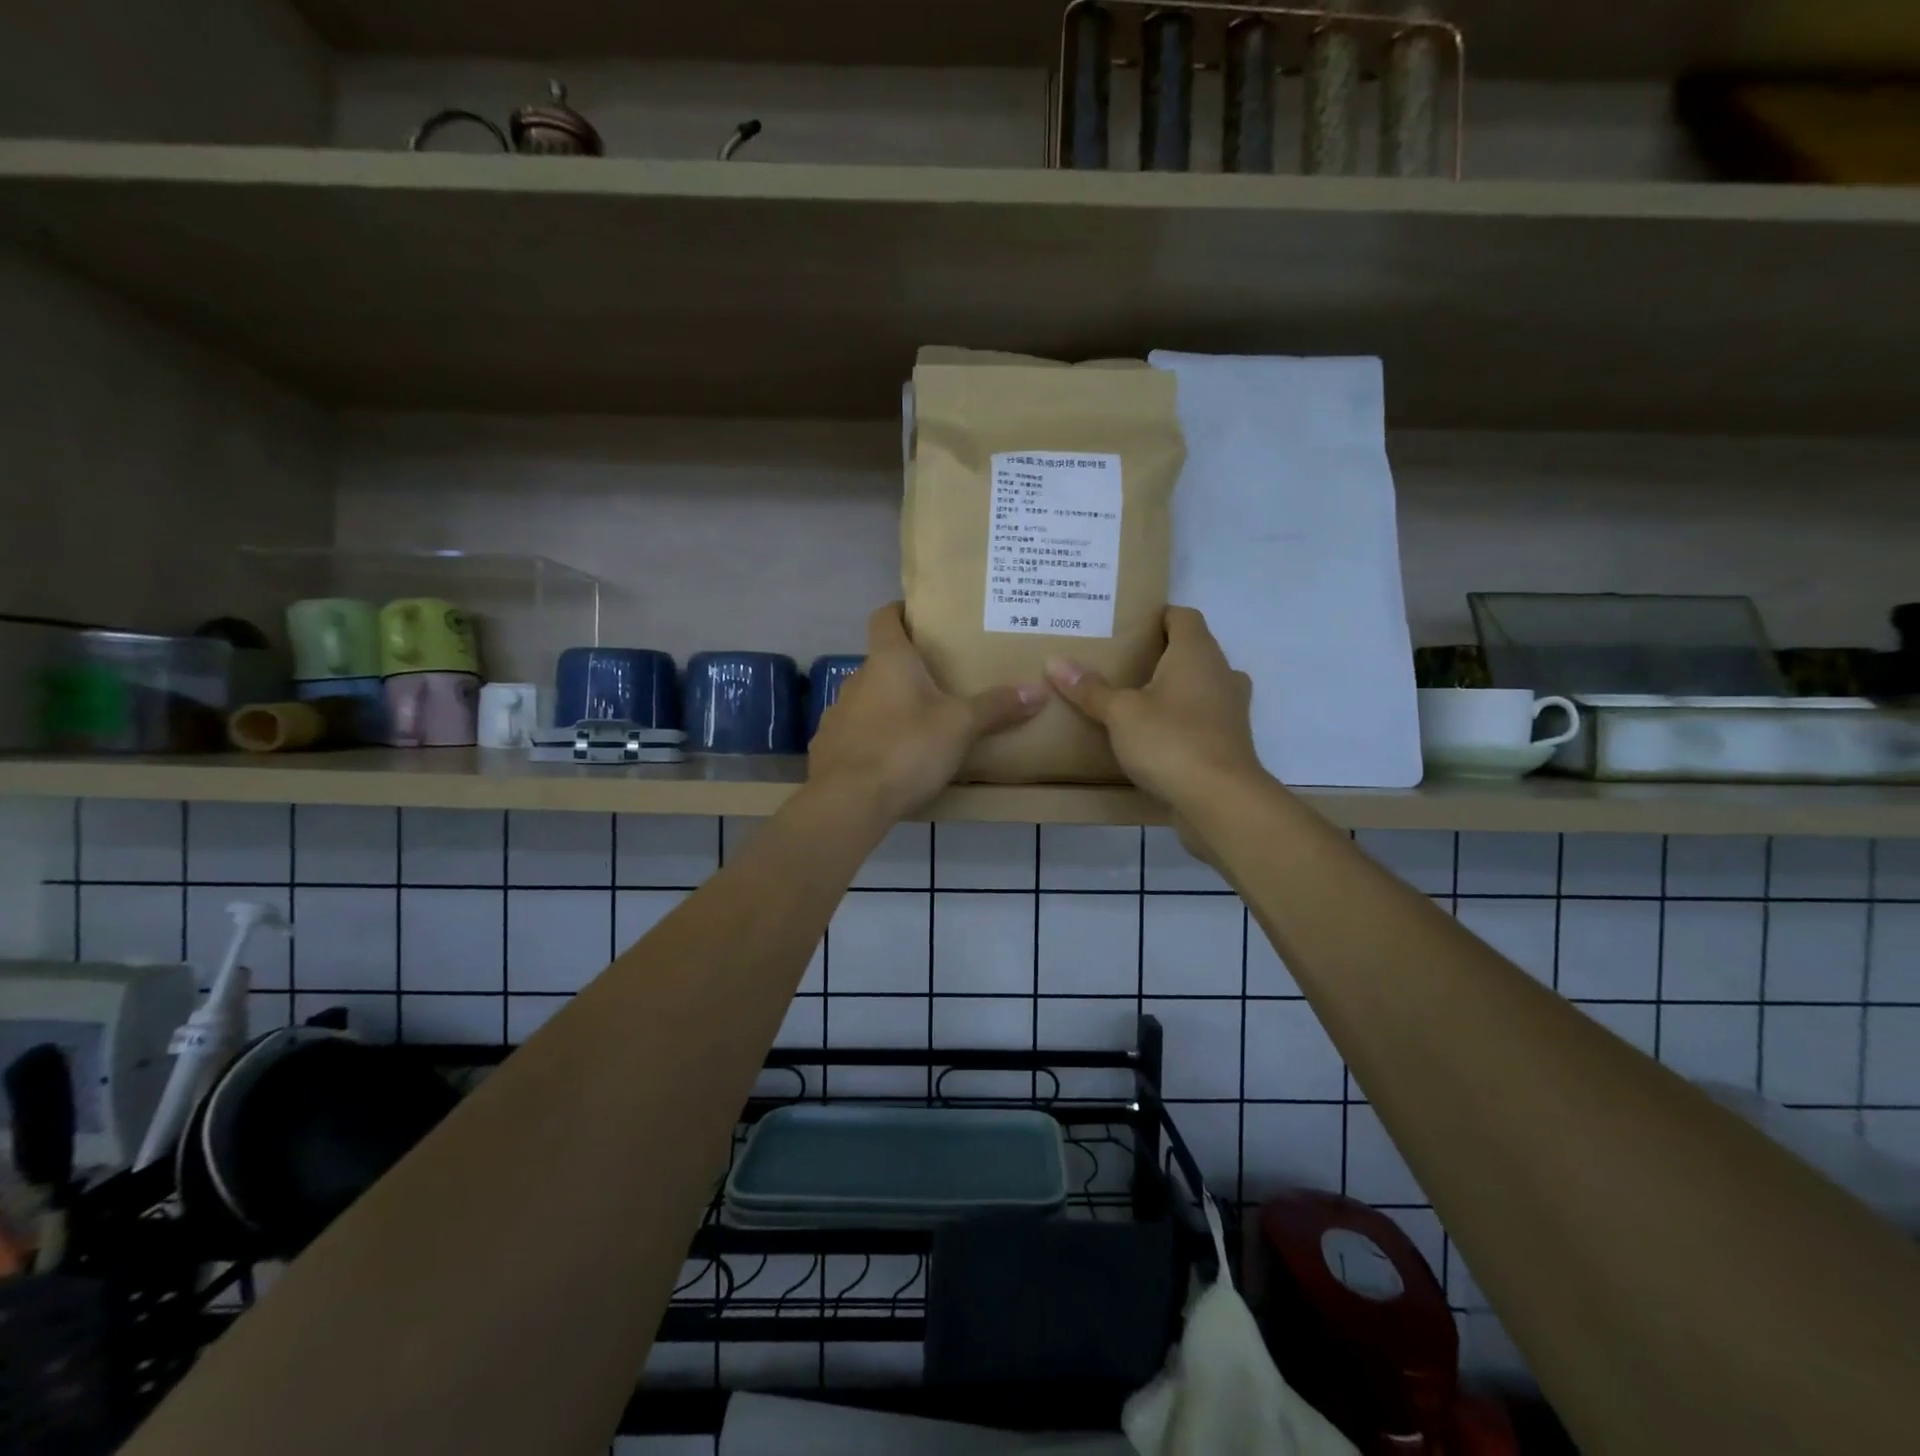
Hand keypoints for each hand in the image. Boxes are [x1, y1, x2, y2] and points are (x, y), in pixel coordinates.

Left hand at [808, 603, 1047, 821]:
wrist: (849, 801)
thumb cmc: (906, 748)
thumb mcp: (961, 726)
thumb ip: (996, 707)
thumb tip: (1039, 690)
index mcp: (888, 661)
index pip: (885, 617)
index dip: (901, 612)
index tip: (921, 618)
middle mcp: (856, 679)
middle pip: (881, 662)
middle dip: (908, 669)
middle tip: (941, 681)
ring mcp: (837, 714)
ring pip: (868, 699)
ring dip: (889, 706)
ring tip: (920, 724)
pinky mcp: (828, 748)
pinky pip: (855, 733)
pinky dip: (873, 738)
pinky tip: (893, 759)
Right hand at [1045, 606, 1264, 815]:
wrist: (1220, 801)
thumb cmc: (1171, 742)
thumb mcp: (1120, 714)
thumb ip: (1090, 689)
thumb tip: (1055, 661)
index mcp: (1197, 653)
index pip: (1182, 616)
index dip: (1157, 616)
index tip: (1127, 626)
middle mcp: (1221, 673)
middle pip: (1191, 650)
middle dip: (1159, 654)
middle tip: (1120, 663)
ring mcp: (1230, 709)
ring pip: (1199, 685)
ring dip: (1173, 689)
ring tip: (1134, 699)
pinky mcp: (1229, 741)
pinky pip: (1202, 718)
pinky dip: (1181, 719)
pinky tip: (1153, 735)